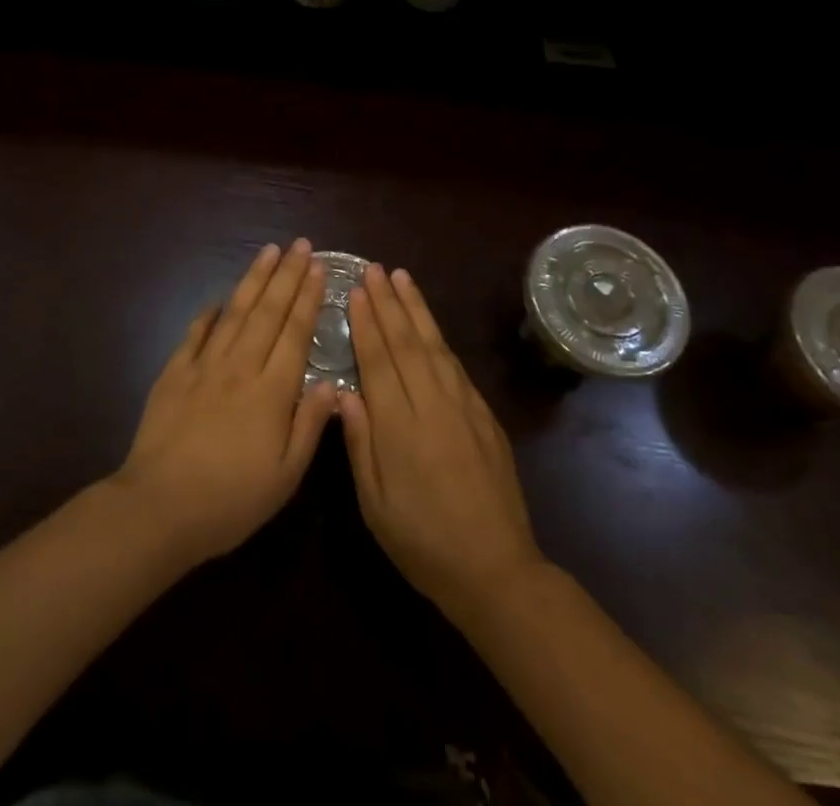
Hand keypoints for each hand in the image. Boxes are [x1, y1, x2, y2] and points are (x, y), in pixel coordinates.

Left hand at [113, 239, 339, 569]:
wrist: (160, 506)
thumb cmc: (231, 500)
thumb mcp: (285, 476)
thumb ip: (311, 426)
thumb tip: (333, 384)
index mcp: (272, 391)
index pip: (295, 332)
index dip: (308, 297)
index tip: (318, 267)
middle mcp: (240, 366)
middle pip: (268, 311)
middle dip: (286, 274)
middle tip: (299, 244)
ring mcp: (204, 365)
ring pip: (234, 312)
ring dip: (253, 279)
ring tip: (267, 251)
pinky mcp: (174, 372)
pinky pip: (196, 332)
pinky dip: (209, 312)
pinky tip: (219, 298)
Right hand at [339, 265, 544, 620]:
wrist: (497, 571)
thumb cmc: (423, 543)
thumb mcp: (376, 504)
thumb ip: (360, 444)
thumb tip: (342, 392)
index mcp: (401, 429)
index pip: (379, 362)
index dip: (366, 324)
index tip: (355, 291)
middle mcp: (433, 407)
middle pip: (407, 343)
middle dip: (388, 303)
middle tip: (374, 269)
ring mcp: (464, 408)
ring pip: (435, 346)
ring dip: (416, 309)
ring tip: (401, 278)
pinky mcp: (485, 416)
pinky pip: (456, 365)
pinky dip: (439, 338)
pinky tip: (429, 324)